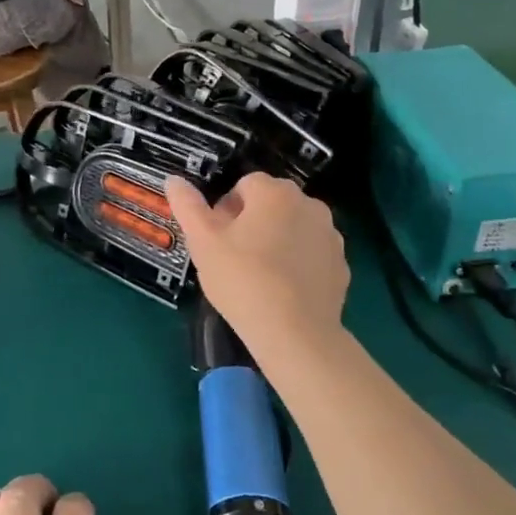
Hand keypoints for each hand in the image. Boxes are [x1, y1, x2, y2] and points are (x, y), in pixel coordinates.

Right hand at [165, 173, 349, 364]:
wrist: (296, 334)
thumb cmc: (243, 280)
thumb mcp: (203, 242)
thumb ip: (188, 206)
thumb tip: (173, 180)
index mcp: (275, 192)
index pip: (244, 185)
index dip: (226, 210)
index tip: (218, 240)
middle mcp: (308, 204)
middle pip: (271, 204)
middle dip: (253, 223)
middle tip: (235, 258)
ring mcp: (330, 234)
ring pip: (293, 227)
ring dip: (278, 240)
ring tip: (260, 276)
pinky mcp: (342, 264)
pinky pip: (312, 254)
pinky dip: (299, 263)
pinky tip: (284, 290)